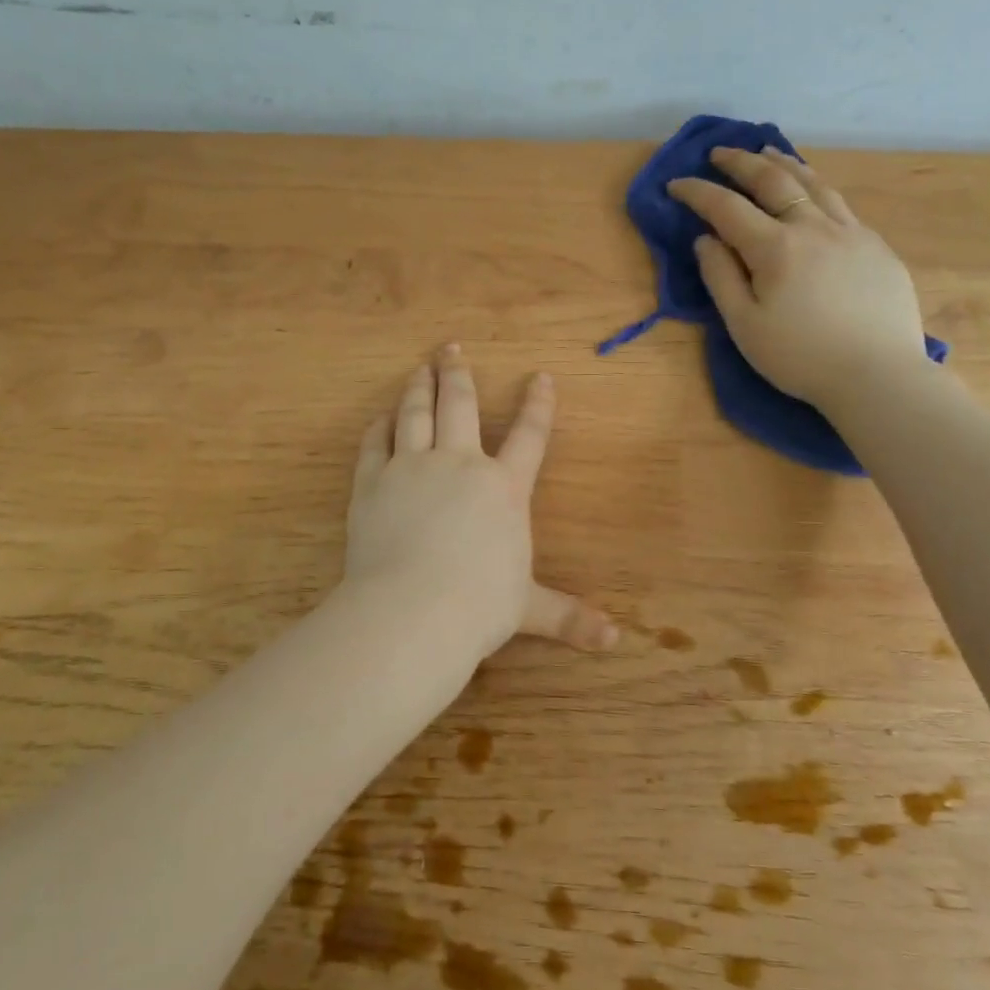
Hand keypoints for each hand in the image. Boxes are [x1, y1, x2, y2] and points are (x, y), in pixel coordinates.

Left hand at [345, 347, 616, 666]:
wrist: (413, 612)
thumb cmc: (478, 606)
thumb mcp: (529, 609)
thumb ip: (568, 617)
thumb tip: (616, 641)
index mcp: (503, 488)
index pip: (529, 436)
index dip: (538, 405)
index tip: (541, 376)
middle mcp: (459, 465)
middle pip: (460, 406)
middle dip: (458, 374)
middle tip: (450, 348)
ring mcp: (411, 468)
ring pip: (416, 414)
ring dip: (418, 387)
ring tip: (419, 368)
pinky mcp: (372, 483)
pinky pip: (375, 444)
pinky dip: (379, 427)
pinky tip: (381, 417)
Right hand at [667, 148, 927, 411]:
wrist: (878, 375)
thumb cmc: (800, 357)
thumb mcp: (744, 325)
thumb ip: (720, 277)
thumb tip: (705, 240)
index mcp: (776, 248)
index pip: (727, 208)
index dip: (698, 193)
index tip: (676, 184)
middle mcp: (814, 227)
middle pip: (774, 181)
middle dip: (741, 163)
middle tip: (719, 153)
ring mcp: (851, 233)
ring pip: (814, 184)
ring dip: (784, 163)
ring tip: (767, 152)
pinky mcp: (876, 246)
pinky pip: (840, 204)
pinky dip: (816, 187)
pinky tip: (813, 191)